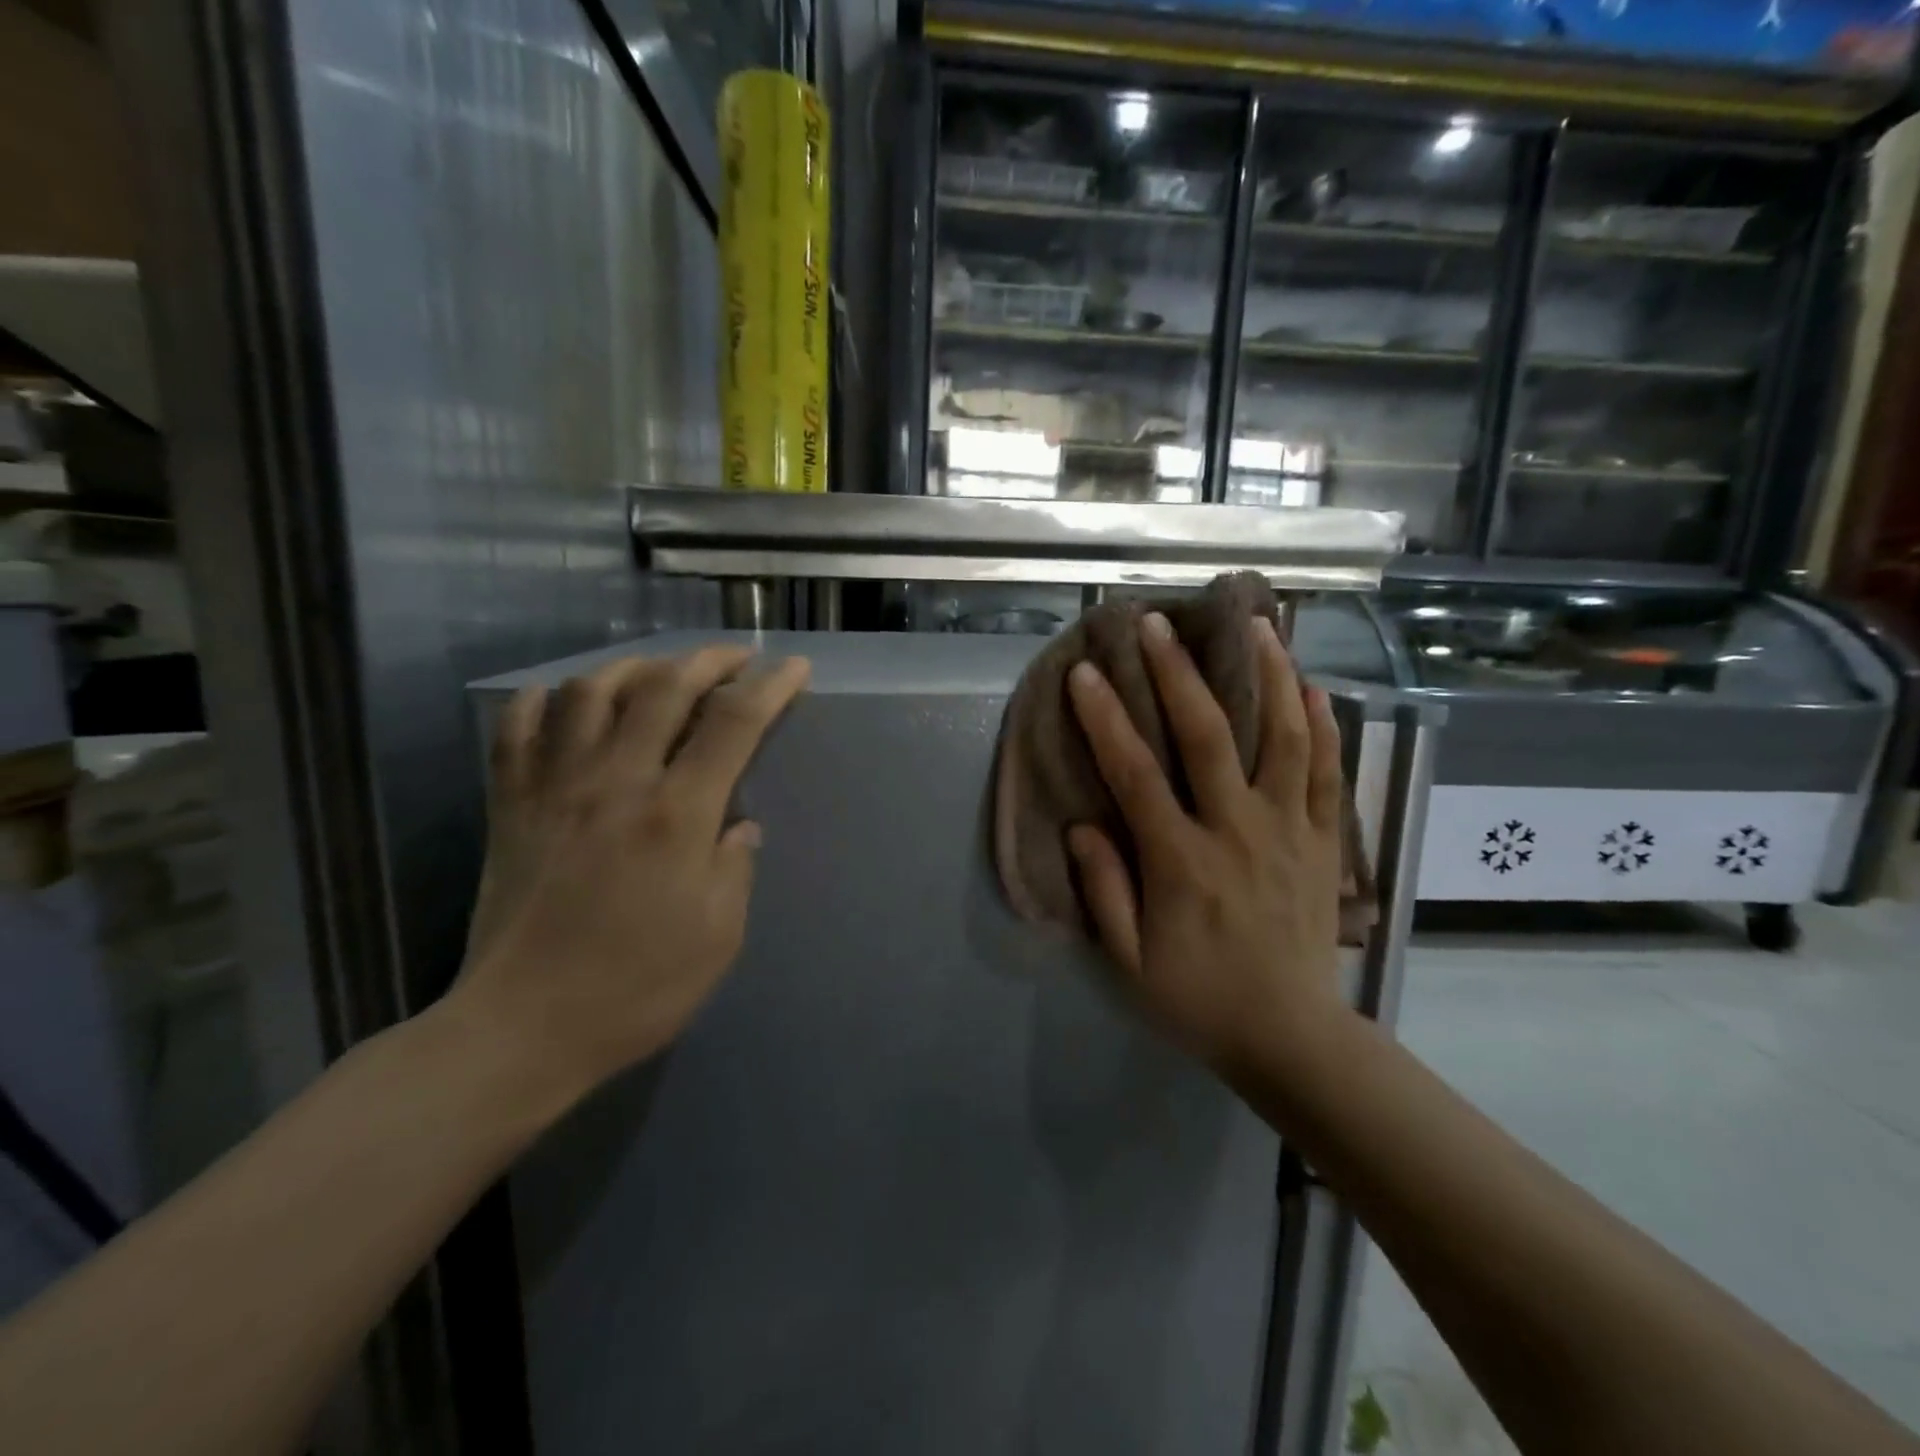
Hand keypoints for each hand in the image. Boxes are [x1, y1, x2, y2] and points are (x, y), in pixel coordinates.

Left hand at [450, 647, 809, 1098]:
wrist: (520, 1029)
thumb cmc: (635, 988)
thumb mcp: (719, 937)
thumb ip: (735, 867)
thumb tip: (741, 825)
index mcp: (677, 815)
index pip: (733, 723)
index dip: (770, 687)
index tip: (795, 668)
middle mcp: (617, 782)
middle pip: (664, 687)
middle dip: (709, 660)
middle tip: (736, 658)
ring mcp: (555, 788)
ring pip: (589, 692)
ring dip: (633, 667)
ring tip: (659, 670)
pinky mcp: (509, 806)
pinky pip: (517, 729)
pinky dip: (543, 700)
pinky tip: (566, 700)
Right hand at [1065, 612, 1347, 1075]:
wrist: (1291, 1036)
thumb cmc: (1198, 998)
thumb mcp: (1129, 960)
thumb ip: (1104, 889)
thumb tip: (1082, 824)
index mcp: (1182, 860)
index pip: (1135, 774)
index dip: (1106, 719)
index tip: (1086, 673)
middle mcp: (1237, 830)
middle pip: (1208, 735)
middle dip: (1178, 673)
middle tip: (1156, 623)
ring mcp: (1287, 829)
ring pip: (1284, 736)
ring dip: (1268, 675)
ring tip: (1255, 624)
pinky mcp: (1322, 839)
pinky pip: (1327, 770)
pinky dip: (1323, 723)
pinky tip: (1313, 684)